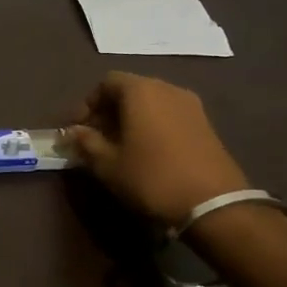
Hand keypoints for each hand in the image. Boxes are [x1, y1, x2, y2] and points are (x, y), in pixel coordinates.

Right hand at [67, 73, 248, 228]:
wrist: (213, 204)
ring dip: (131, 118)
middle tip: (95, 137)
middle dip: (108, 111)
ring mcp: (191, 106)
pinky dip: (152, 125)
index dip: (87, 103)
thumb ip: (86, 142)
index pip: (106, 83)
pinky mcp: (206, 124)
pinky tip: (146, 151)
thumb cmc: (151, 177)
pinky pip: (169, 115)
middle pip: (130, 90)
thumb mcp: (107, 164)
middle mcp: (167, 89)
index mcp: (141, 91)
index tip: (78, 128)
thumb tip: (73, 132)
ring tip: (120, 146)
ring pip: (151, 103)